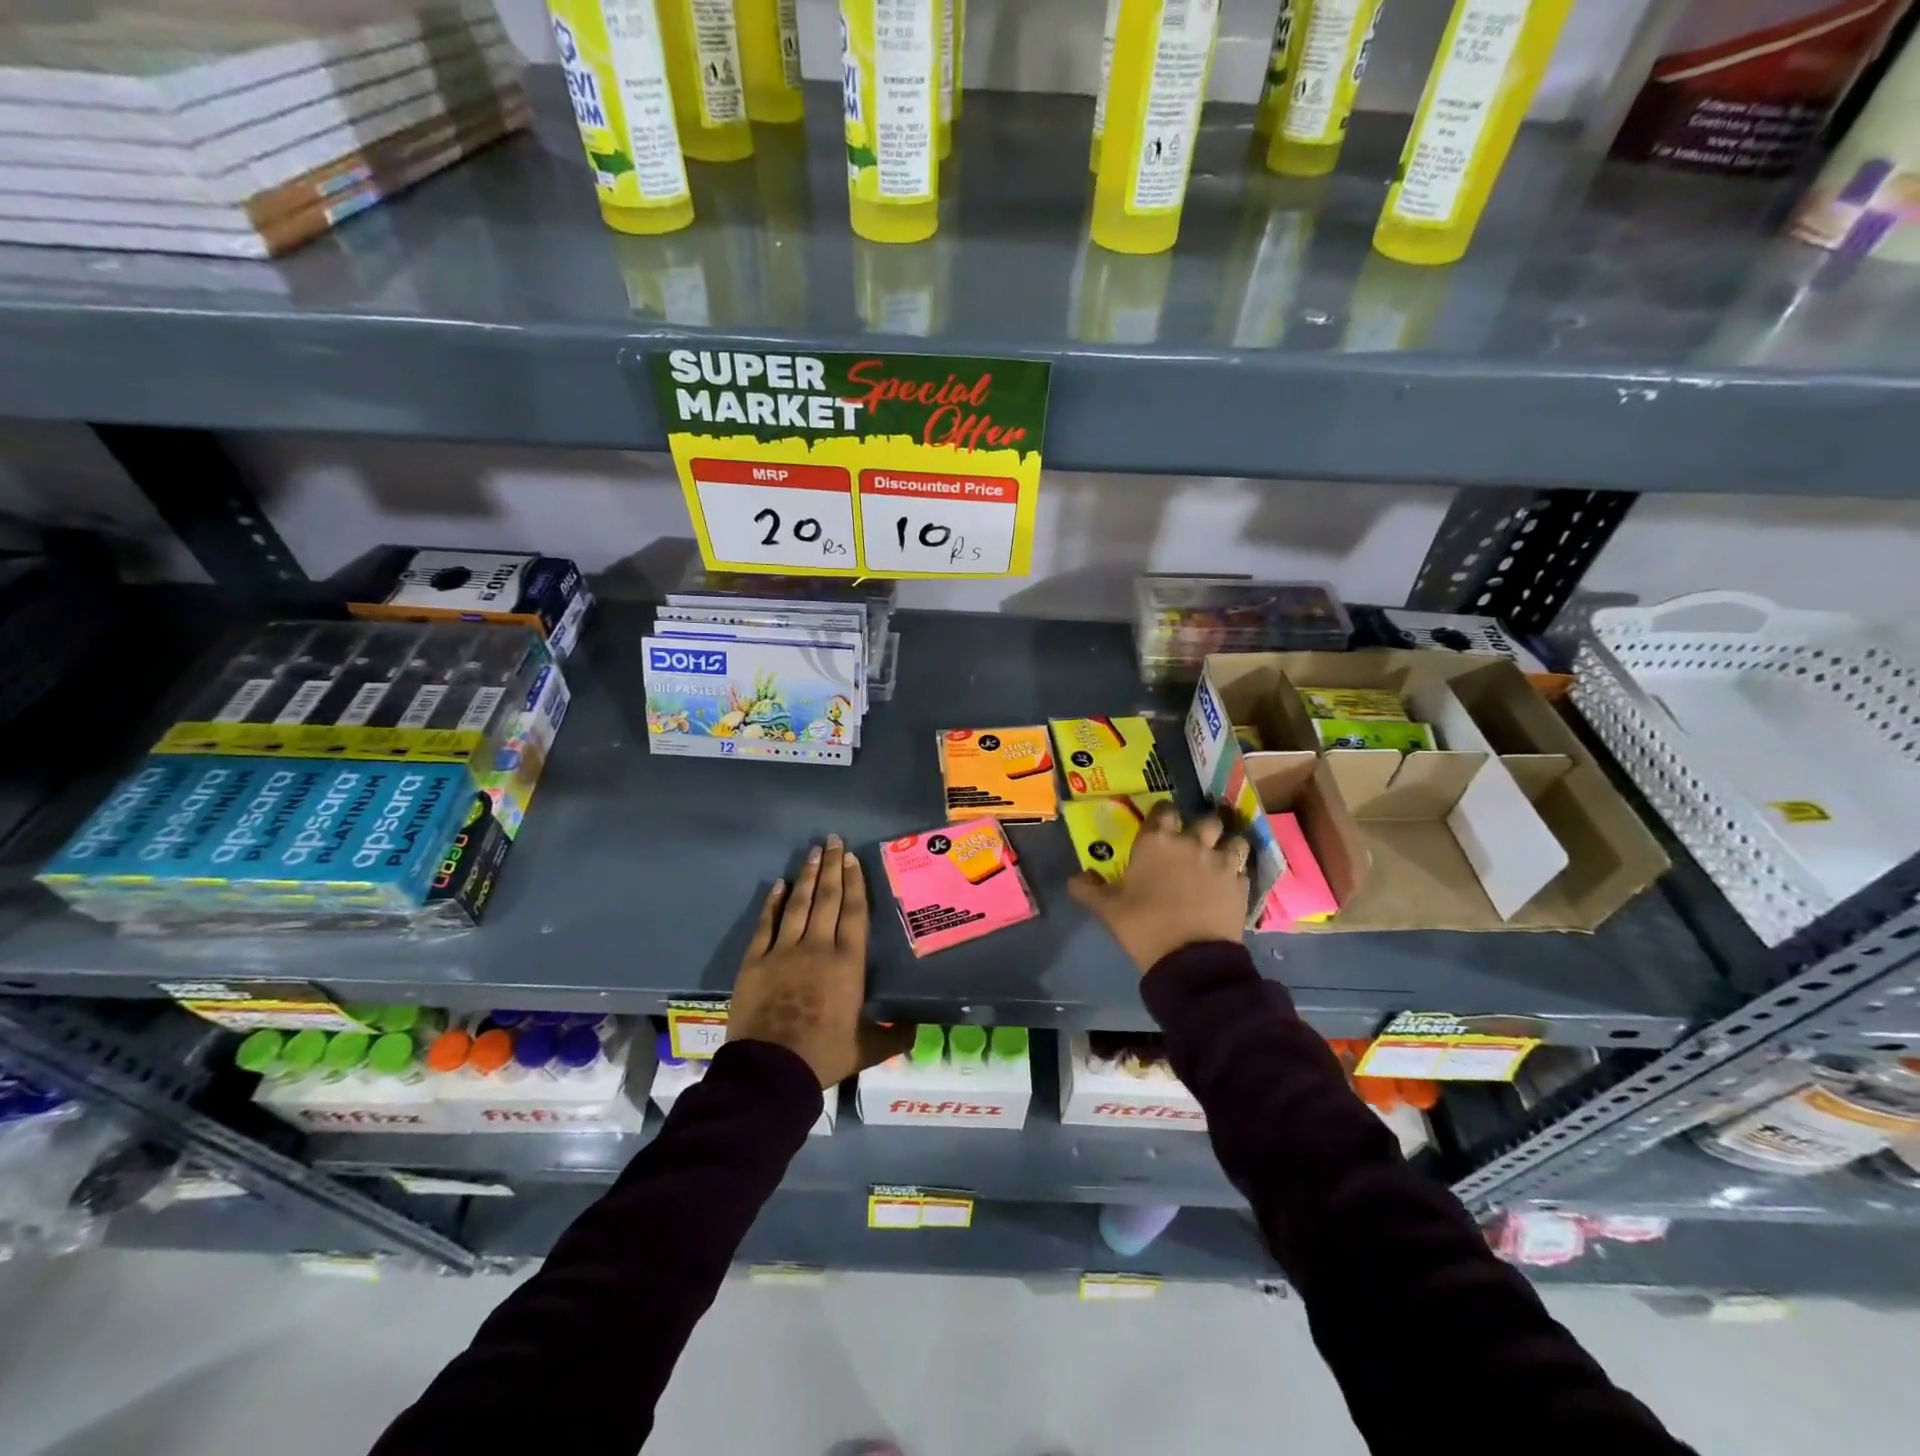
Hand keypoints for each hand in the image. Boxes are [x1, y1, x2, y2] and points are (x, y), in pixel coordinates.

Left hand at [728, 835, 912, 1086]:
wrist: (772, 1070)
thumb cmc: (824, 1055)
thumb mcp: (867, 1049)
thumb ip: (893, 1036)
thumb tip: (917, 1029)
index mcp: (848, 962)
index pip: (854, 911)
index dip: (854, 882)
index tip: (852, 858)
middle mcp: (818, 946)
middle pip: (827, 898)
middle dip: (831, 867)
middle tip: (833, 840)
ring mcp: (783, 950)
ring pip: (798, 904)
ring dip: (806, 876)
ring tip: (812, 851)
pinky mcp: (755, 960)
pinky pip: (766, 924)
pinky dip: (773, 903)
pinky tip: (778, 885)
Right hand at [1068, 803, 1249, 973]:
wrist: (1190, 960)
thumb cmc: (1144, 926)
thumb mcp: (1107, 910)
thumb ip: (1088, 890)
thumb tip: (1075, 878)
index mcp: (1156, 842)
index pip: (1164, 809)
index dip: (1163, 815)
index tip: (1160, 825)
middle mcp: (1192, 843)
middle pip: (1206, 819)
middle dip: (1202, 827)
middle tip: (1193, 842)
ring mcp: (1221, 862)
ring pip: (1234, 840)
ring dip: (1227, 845)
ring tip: (1220, 858)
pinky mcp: (1241, 884)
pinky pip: (1244, 868)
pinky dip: (1238, 872)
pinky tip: (1229, 884)